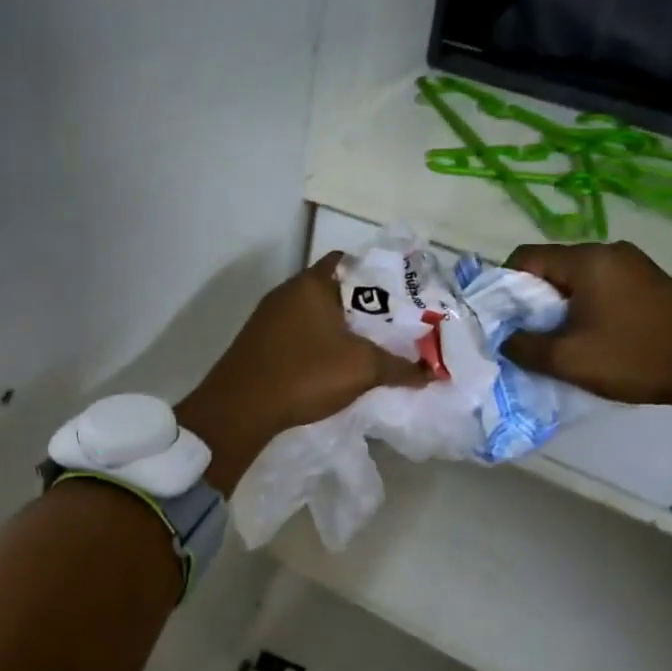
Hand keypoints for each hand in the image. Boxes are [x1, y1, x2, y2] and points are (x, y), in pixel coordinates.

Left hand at [179, 252, 428, 493]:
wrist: (239, 408)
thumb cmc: (304, 374)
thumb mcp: (362, 369)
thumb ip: (400, 366)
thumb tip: (432, 372)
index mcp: (311, 283)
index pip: (350, 262)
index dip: (378, 276)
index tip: (402, 297)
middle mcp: (287, 291)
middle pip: (333, 289)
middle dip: (363, 307)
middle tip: (393, 327)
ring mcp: (268, 317)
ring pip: (315, 313)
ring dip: (339, 327)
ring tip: (369, 348)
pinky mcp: (259, 341)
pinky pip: (298, 332)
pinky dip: (318, 342)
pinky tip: (333, 364)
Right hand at [499, 241, 671, 412]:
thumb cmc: (634, 358)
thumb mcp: (566, 359)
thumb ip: (522, 346)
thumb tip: (505, 338)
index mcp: (588, 260)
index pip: (525, 256)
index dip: (503, 284)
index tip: (500, 316)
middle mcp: (611, 252)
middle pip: (551, 265)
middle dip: (531, 297)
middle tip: (525, 331)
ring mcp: (636, 265)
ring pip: (577, 277)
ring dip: (559, 304)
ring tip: (557, 337)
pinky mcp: (652, 282)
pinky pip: (602, 285)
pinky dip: (585, 305)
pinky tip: (590, 334)